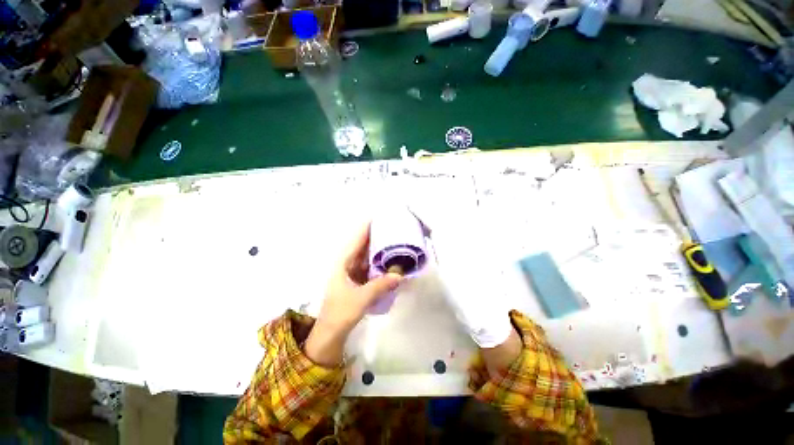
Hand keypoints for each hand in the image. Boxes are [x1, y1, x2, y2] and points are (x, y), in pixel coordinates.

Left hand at [304, 222, 402, 366]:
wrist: (331, 332)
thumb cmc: (340, 313)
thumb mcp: (361, 298)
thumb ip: (380, 286)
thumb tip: (400, 275)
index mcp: (343, 263)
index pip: (356, 240)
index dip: (366, 228)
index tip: (378, 217)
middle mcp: (347, 264)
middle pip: (362, 246)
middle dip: (375, 236)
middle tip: (391, 228)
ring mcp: (352, 273)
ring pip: (367, 256)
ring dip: (378, 250)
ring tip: (393, 241)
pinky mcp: (358, 281)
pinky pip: (370, 267)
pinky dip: (379, 263)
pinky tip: (390, 262)